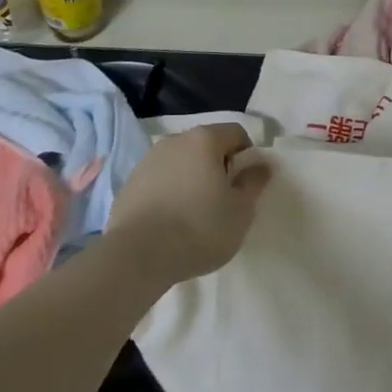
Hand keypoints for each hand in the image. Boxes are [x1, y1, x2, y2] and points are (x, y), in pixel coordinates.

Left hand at [107, 122, 270, 287]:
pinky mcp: (129, 183)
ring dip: (191, 179)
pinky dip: (169, 193)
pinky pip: (159, 180)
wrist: (136, 257)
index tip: (245, 185)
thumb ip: (254, 183)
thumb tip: (261, 165)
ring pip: (181, 163)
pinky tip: (169, 222)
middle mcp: (175, 140)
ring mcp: (148, 160)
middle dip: (218, 167)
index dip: (247, 156)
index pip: (236, 133)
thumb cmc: (198, 229)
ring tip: (193, 214)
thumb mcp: (240, 211)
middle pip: (206, 145)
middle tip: (222, 201)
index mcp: (205, 139)